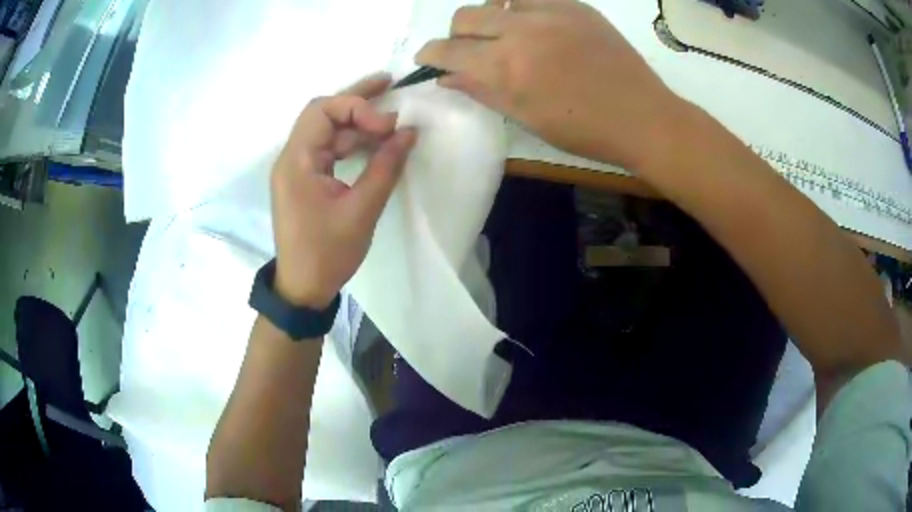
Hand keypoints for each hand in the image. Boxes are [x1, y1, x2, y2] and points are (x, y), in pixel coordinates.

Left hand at [270, 74, 415, 308]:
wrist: (303, 288)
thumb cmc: (327, 254)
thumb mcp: (361, 211)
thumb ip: (385, 167)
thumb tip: (409, 133)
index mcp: (296, 162)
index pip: (322, 111)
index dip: (357, 107)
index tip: (388, 125)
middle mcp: (292, 158)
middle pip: (323, 114)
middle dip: (357, 99)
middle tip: (390, 84)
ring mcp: (298, 169)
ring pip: (327, 131)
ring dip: (357, 121)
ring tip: (391, 112)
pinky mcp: (306, 180)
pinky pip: (329, 150)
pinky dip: (352, 143)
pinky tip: (377, 141)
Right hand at [416, 0, 677, 170]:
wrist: (644, 117)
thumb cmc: (585, 130)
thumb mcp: (527, 118)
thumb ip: (482, 91)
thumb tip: (447, 78)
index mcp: (508, 66)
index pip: (449, 50)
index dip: (430, 54)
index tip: (428, 59)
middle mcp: (523, 30)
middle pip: (465, 16)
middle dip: (457, 35)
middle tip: (470, 51)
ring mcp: (551, 12)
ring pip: (496, 0)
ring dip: (489, 18)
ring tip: (505, 36)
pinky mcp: (575, 6)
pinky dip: (521, 9)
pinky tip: (534, 27)